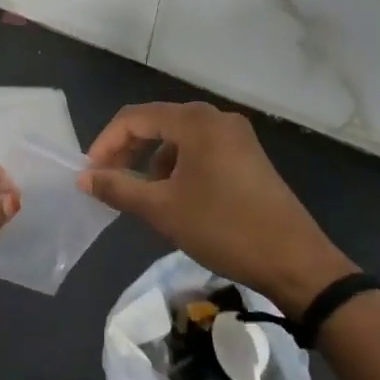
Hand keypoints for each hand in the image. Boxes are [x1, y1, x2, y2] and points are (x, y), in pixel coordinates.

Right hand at [79, 102, 357, 318]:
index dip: (106, 143)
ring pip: (179, 139)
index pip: (135, 118)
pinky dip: (178, 167)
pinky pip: (200, 151)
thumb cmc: (224, 228)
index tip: (90, 174)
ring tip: (141, 195)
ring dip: (152, 161)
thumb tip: (84, 178)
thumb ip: (119, 188)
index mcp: (195, 122)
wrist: (295, 261)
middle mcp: (216, 118)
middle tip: (107, 181)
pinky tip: (175, 198)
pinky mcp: (248, 157)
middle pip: (157, 123)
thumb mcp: (162, 210)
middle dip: (128, 150)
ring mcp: (236, 136)